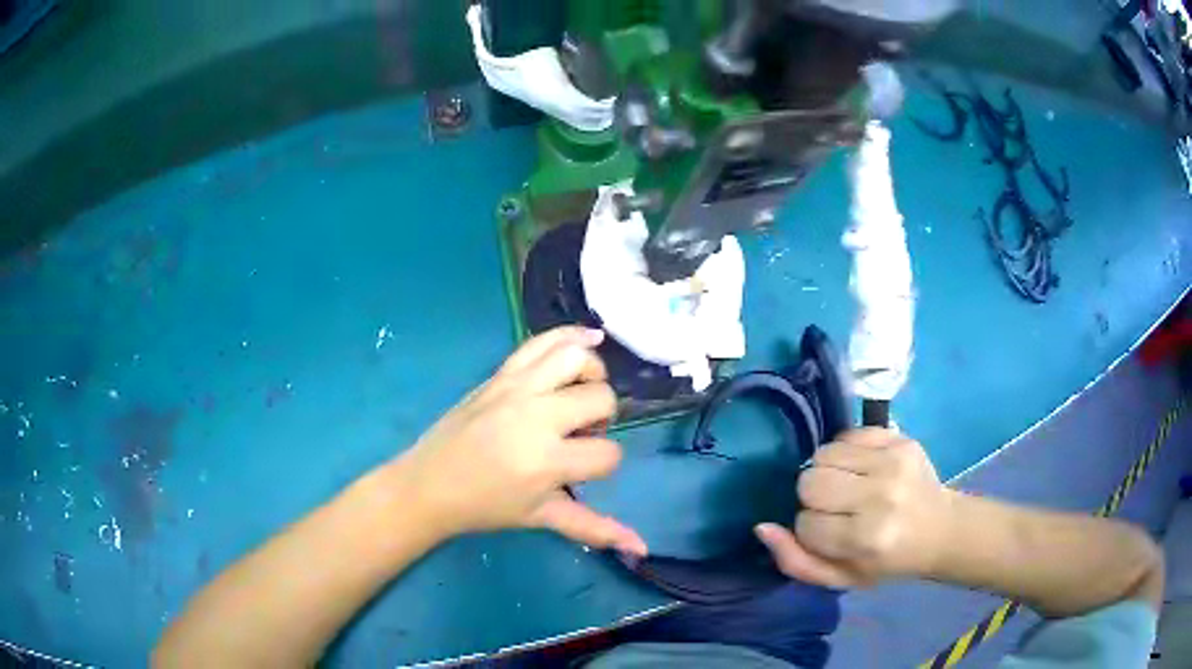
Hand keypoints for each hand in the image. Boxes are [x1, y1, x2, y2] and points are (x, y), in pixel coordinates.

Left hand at [390, 326, 646, 555]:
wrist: (430, 483)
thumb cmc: (486, 505)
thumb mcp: (542, 518)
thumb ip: (595, 529)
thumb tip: (643, 549)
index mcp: (547, 460)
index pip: (608, 453)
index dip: (604, 464)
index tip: (583, 470)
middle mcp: (537, 416)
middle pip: (601, 398)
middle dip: (603, 417)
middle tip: (580, 434)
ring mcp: (517, 388)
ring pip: (576, 358)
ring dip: (593, 373)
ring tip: (582, 392)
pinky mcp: (501, 373)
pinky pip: (541, 341)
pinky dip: (571, 334)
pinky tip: (590, 339)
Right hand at [755, 429, 952, 587]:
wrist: (940, 529)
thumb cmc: (887, 561)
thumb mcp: (841, 578)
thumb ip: (796, 560)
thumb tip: (762, 527)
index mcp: (867, 538)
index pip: (805, 524)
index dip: (810, 531)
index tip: (830, 535)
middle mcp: (880, 496)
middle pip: (810, 482)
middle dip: (813, 498)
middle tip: (835, 508)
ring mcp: (893, 461)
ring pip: (823, 454)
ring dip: (825, 472)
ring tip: (846, 485)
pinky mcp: (900, 438)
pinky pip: (847, 434)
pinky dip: (844, 451)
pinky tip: (861, 467)